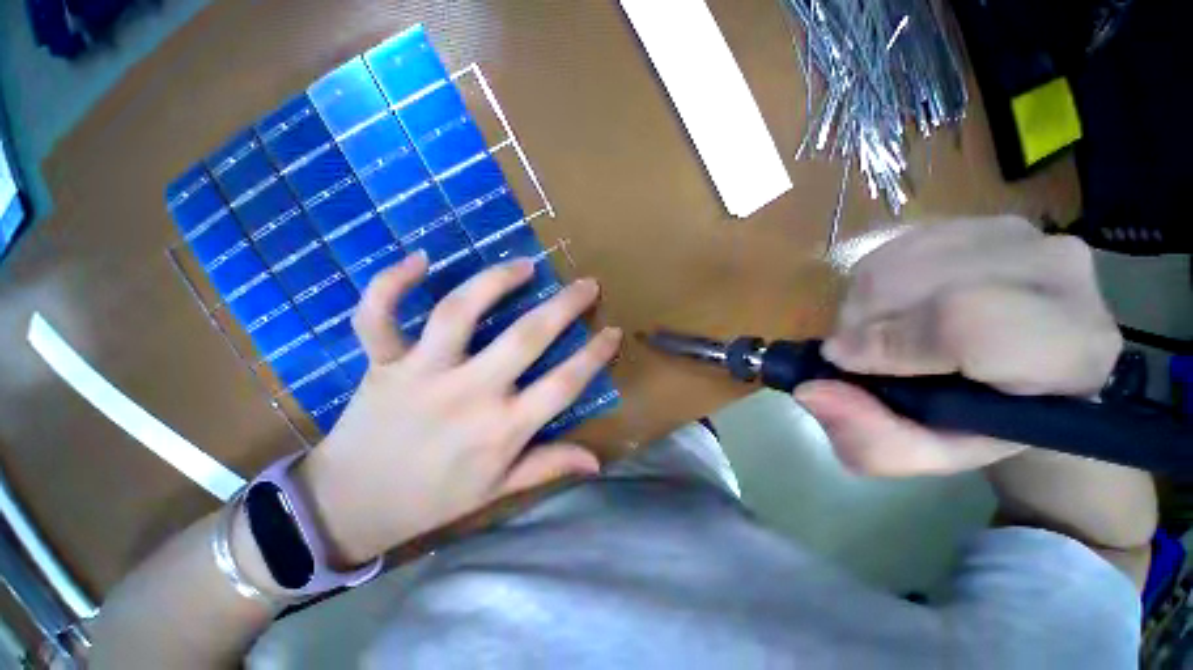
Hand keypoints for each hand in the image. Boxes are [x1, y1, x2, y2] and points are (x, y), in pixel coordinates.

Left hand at [298, 253, 621, 563]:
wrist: (350, 508)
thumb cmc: (433, 499)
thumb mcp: (498, 489)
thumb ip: (549, 465)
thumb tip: (597, 461)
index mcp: (502, 429)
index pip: (564, 384)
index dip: (594, 355)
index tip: (612, 332)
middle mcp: (469, 394)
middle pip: (526, 338)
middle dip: (564, 306)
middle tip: (586, 284)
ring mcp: (422, 374)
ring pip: (461, 312)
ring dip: (495, 281)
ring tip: (523, 265)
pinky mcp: (382, 363)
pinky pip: (379, 316)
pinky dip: (392, 283)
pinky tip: (419, 259)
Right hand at [795, 217, 1122, 476]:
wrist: (1027, 370)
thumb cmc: (982, 421)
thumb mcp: (928, 453)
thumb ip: (872, 441)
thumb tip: (810, 390)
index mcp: (1071, 352)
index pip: (970, 323)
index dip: (891, 342)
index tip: (842, 362)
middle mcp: (1059, 275)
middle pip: (927, 285)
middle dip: (868, 324)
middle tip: (858, 355)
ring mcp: (1021, 235)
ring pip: (903, 260)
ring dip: (864, 304)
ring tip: (875, 333)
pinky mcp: (980, 221)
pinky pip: (896, 245)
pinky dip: (870, 282)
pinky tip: (888, 308)